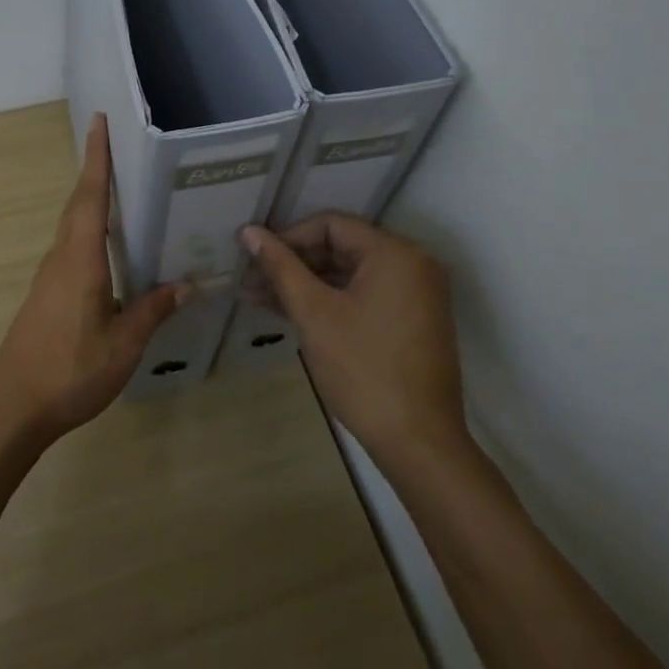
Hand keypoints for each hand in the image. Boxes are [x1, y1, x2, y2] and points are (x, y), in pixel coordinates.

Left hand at [0, 115, 187, 446]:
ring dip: (91, 198)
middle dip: (95, 169)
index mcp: (80, 259)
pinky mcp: (48, 293)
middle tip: (116, 143)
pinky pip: (72, 246)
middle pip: (78, 203)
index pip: (90, 196)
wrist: (13, 406)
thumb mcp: (123, 345)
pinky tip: (109, 245)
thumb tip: (185, 283)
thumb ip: (153, 310)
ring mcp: (51, 276)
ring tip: (121, 185)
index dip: (96, 158)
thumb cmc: (70, 370)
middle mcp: (62, 257)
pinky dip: (89, 228)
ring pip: (73, 225)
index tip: (99, 122)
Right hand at [241, 214, 465, 463]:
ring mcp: (416, 295)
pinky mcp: (412, 322)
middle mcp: (412, 265)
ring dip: (306, 284)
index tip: (254, 258)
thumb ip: (280, 267)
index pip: (331, 225)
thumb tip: (249, 232)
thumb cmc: (363, 369)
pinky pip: (364, 296)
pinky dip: (330, 302)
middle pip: (341, 248)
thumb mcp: (314, 313)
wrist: (418, 443)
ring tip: (259, 297)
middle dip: (293, 263)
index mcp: (395, 253)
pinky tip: (291, 312)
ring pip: (349, 275)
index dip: (288, 237)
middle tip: (251, 279)